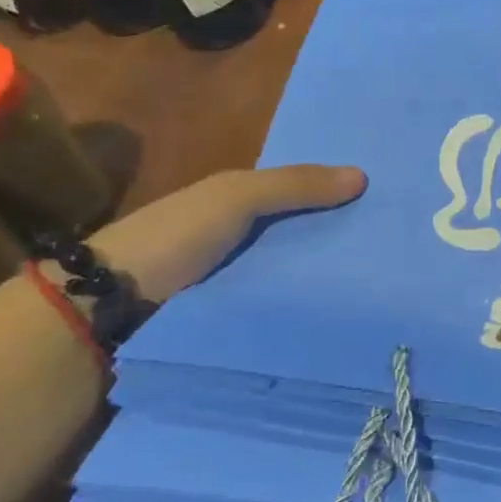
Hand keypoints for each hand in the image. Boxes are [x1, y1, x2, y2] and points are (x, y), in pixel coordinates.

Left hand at [93, 165, 366, 303]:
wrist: (106, 310)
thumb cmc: (174, 238)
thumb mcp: (235, 197)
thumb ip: (294, 185)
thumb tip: (364, 175)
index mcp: (235, 205)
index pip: (300, 198)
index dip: (337, 200)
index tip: (385, 210)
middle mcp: (236, 243)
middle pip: (299, 240)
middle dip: (338, 246)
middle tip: (394, 258)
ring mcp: (232, 286)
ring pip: (292, 280)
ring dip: (324, 286)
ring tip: (379, 295)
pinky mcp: (230, 326)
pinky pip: (277, 313)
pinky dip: (304, 314)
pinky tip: (340, 321)